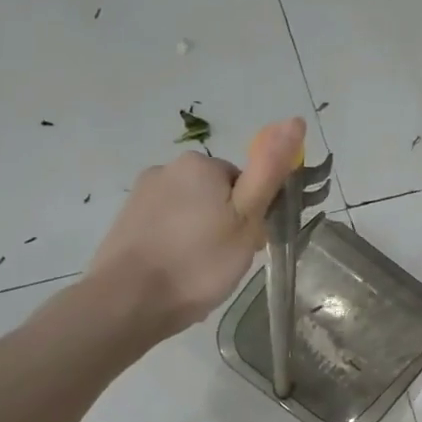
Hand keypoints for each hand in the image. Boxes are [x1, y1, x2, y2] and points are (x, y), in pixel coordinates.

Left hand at [82, 116, 307, 340]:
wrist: (128, 301)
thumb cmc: (198, 262)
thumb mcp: (246, 218)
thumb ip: (270, 170)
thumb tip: (295, 120)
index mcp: (200, 164)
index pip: (244, 183)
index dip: (252, 216)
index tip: (250, 245)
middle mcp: (167, 169)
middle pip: (216, 196)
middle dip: (226, 225)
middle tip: (227, 262)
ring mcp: (142, 196)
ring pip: (191, 214)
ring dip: (201, 237)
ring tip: (201, 273)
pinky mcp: (126, 222)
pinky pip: (167, 230)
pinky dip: (177, 248)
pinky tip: (178, 274)